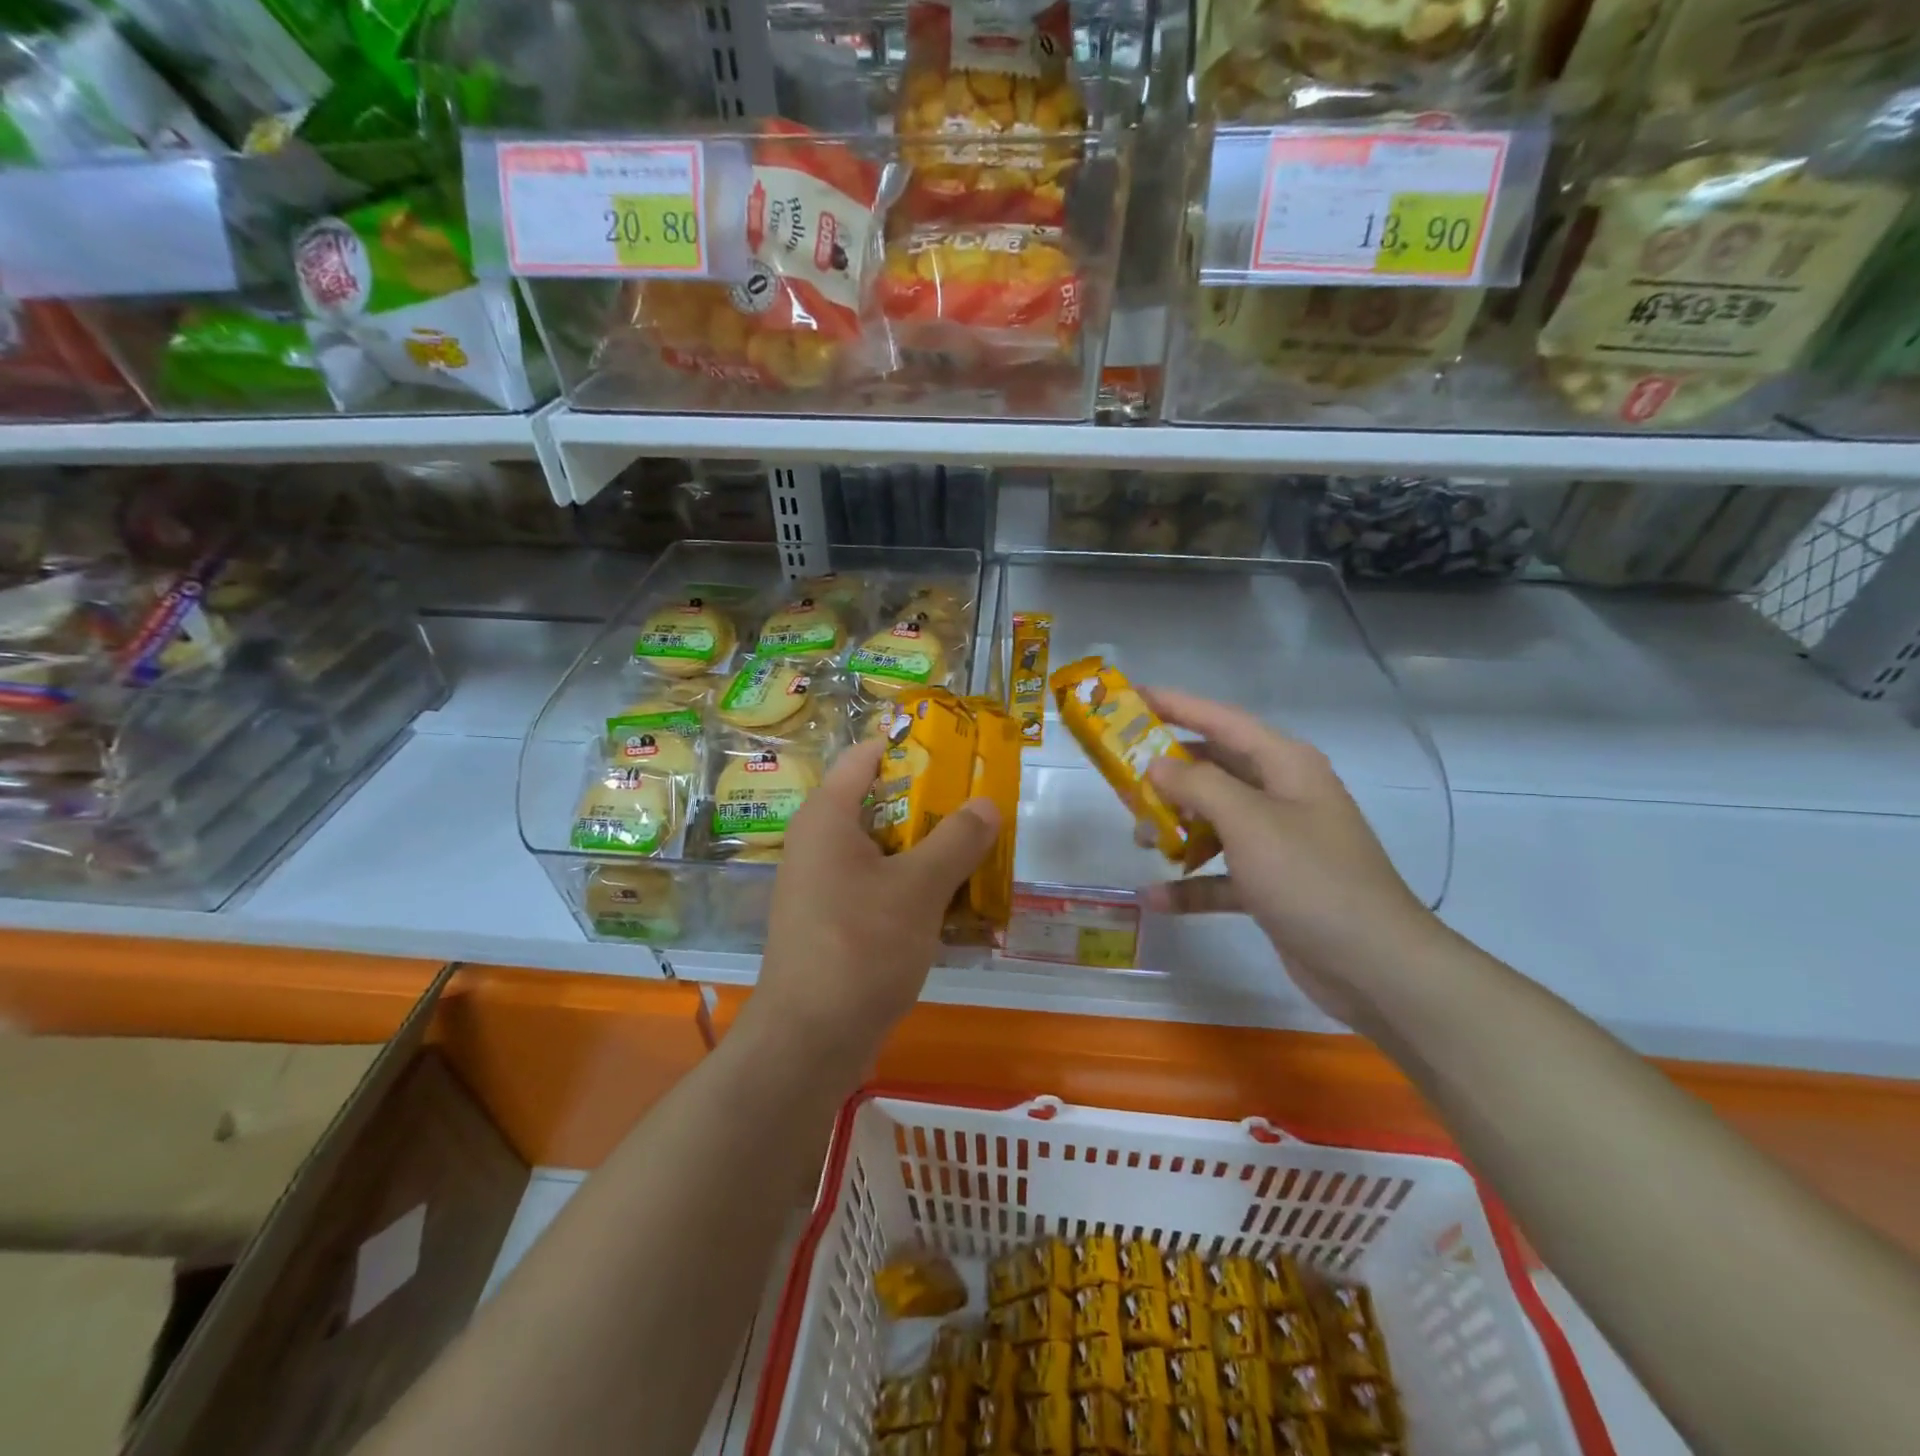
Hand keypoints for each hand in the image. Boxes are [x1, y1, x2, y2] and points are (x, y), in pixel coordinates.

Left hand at [745, 738, 999, 1071]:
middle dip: (934, 807)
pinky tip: (956, 905)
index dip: (913, 748)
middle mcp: (820, 843)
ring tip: (981, 855)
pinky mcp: (834, 922)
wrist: (810, 1040)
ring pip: (885, 851)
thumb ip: (957, 840)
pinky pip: (880, 888)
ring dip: (930, 852)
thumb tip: (987, 804)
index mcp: (828, 817)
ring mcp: (824, 886)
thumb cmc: (861, 946)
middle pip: (882, 804)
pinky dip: (915, 889)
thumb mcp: (919, 887)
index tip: (961, 754)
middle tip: (982, 810)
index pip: (868, 756)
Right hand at [1139, 689, 1442, 1028]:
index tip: (1130, 697)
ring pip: (1212, 820)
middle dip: (1166, 774)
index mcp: (1284, 765)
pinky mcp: (1271, 884)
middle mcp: (1281, 794)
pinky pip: (1219, 873)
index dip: (1176, 705)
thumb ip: (1198, 785)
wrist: (1374, 965)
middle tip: (1118, 777)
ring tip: (1137, 839)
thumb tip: (1157, 764)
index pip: (1221, 720)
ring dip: (1174, 829)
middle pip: (1213, 769)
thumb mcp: (1249, 821)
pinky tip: (1155, 897)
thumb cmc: (1310, 878)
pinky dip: (1190, 884)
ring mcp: (1277, 841)